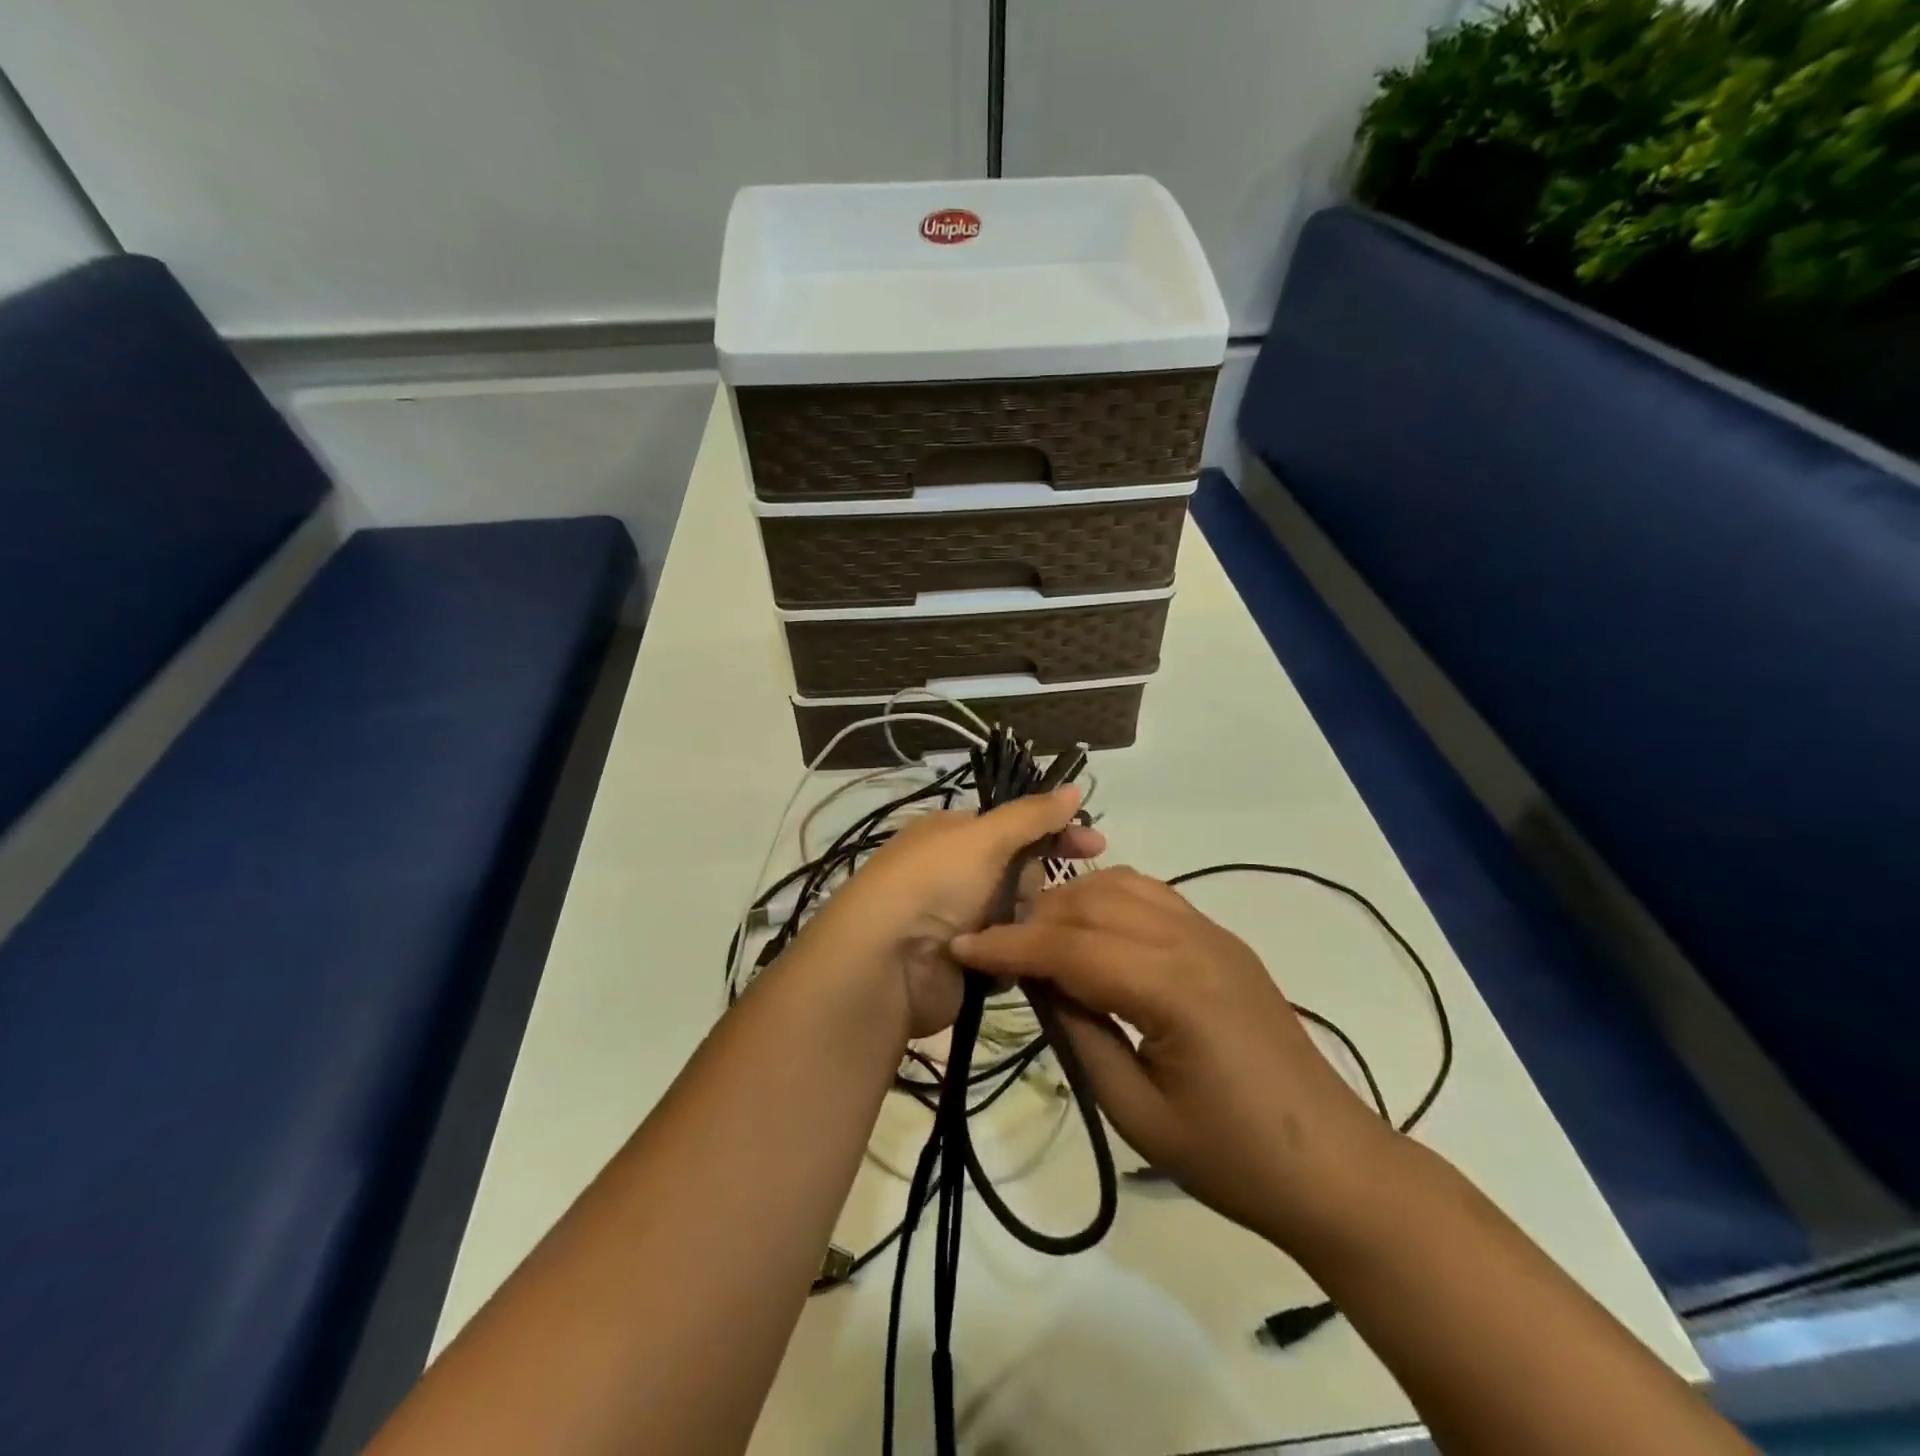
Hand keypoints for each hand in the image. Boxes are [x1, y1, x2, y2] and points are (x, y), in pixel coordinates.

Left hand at [786, 786, 1104, 1039]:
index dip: (1055, 831)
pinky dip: (1015, 955)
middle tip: (1032, 896)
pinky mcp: (964, 962)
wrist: (886, 963)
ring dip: (1027, 922)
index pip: (1015, 825)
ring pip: (1018, 914)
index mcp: (952, 834)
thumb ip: (1032, 814)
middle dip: (1036, 882)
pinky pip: (1008, 952)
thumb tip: (1074, 787)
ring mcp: (957, 918)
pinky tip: (1021, 961)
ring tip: (1026, 932)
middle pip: (1019, 871)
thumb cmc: (935, 884)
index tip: (1097, 845)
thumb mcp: (985, 837)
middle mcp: (954, 872)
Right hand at [952, 867, 1397, 1248]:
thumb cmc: (1231, 1158)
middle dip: (1033, 918)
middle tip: (994, 947)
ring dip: (1071, 901)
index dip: (1009, 945)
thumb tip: (1036, 982)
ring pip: (1122, 885)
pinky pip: (1153, 896)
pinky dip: (1109, 899)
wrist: (1332, 1165)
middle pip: (1091, 904)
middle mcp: (1191, 941)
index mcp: (1172, 988)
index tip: (962, 947)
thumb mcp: (1136, 1112)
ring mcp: (1212, 933)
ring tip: (1037, 937)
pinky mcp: (1222, 940)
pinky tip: (1091, 931)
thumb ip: (1080, 1034)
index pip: (1070, 946)